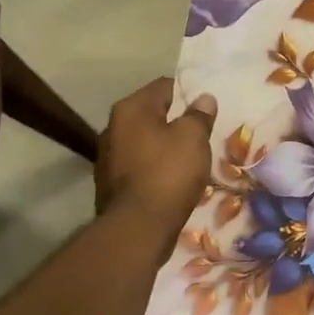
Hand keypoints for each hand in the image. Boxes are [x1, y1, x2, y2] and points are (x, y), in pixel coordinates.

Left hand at [96, 78, 216, 231]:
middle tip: (200, 133)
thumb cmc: (168, 173)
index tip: (206, 108)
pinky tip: (171, 180)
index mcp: (131, 109)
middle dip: (175, 121)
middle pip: (152, 114)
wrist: (137, 228)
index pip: (164, 86)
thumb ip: (199, 115)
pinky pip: (138, 165)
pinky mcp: (109, 184)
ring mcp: (107, 157)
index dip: (188, 93)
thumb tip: (203, 98)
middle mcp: (113, 127)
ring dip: (164, 146)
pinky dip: (154, 168)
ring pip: (144, 141)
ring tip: (188, 158)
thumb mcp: (193, 138)